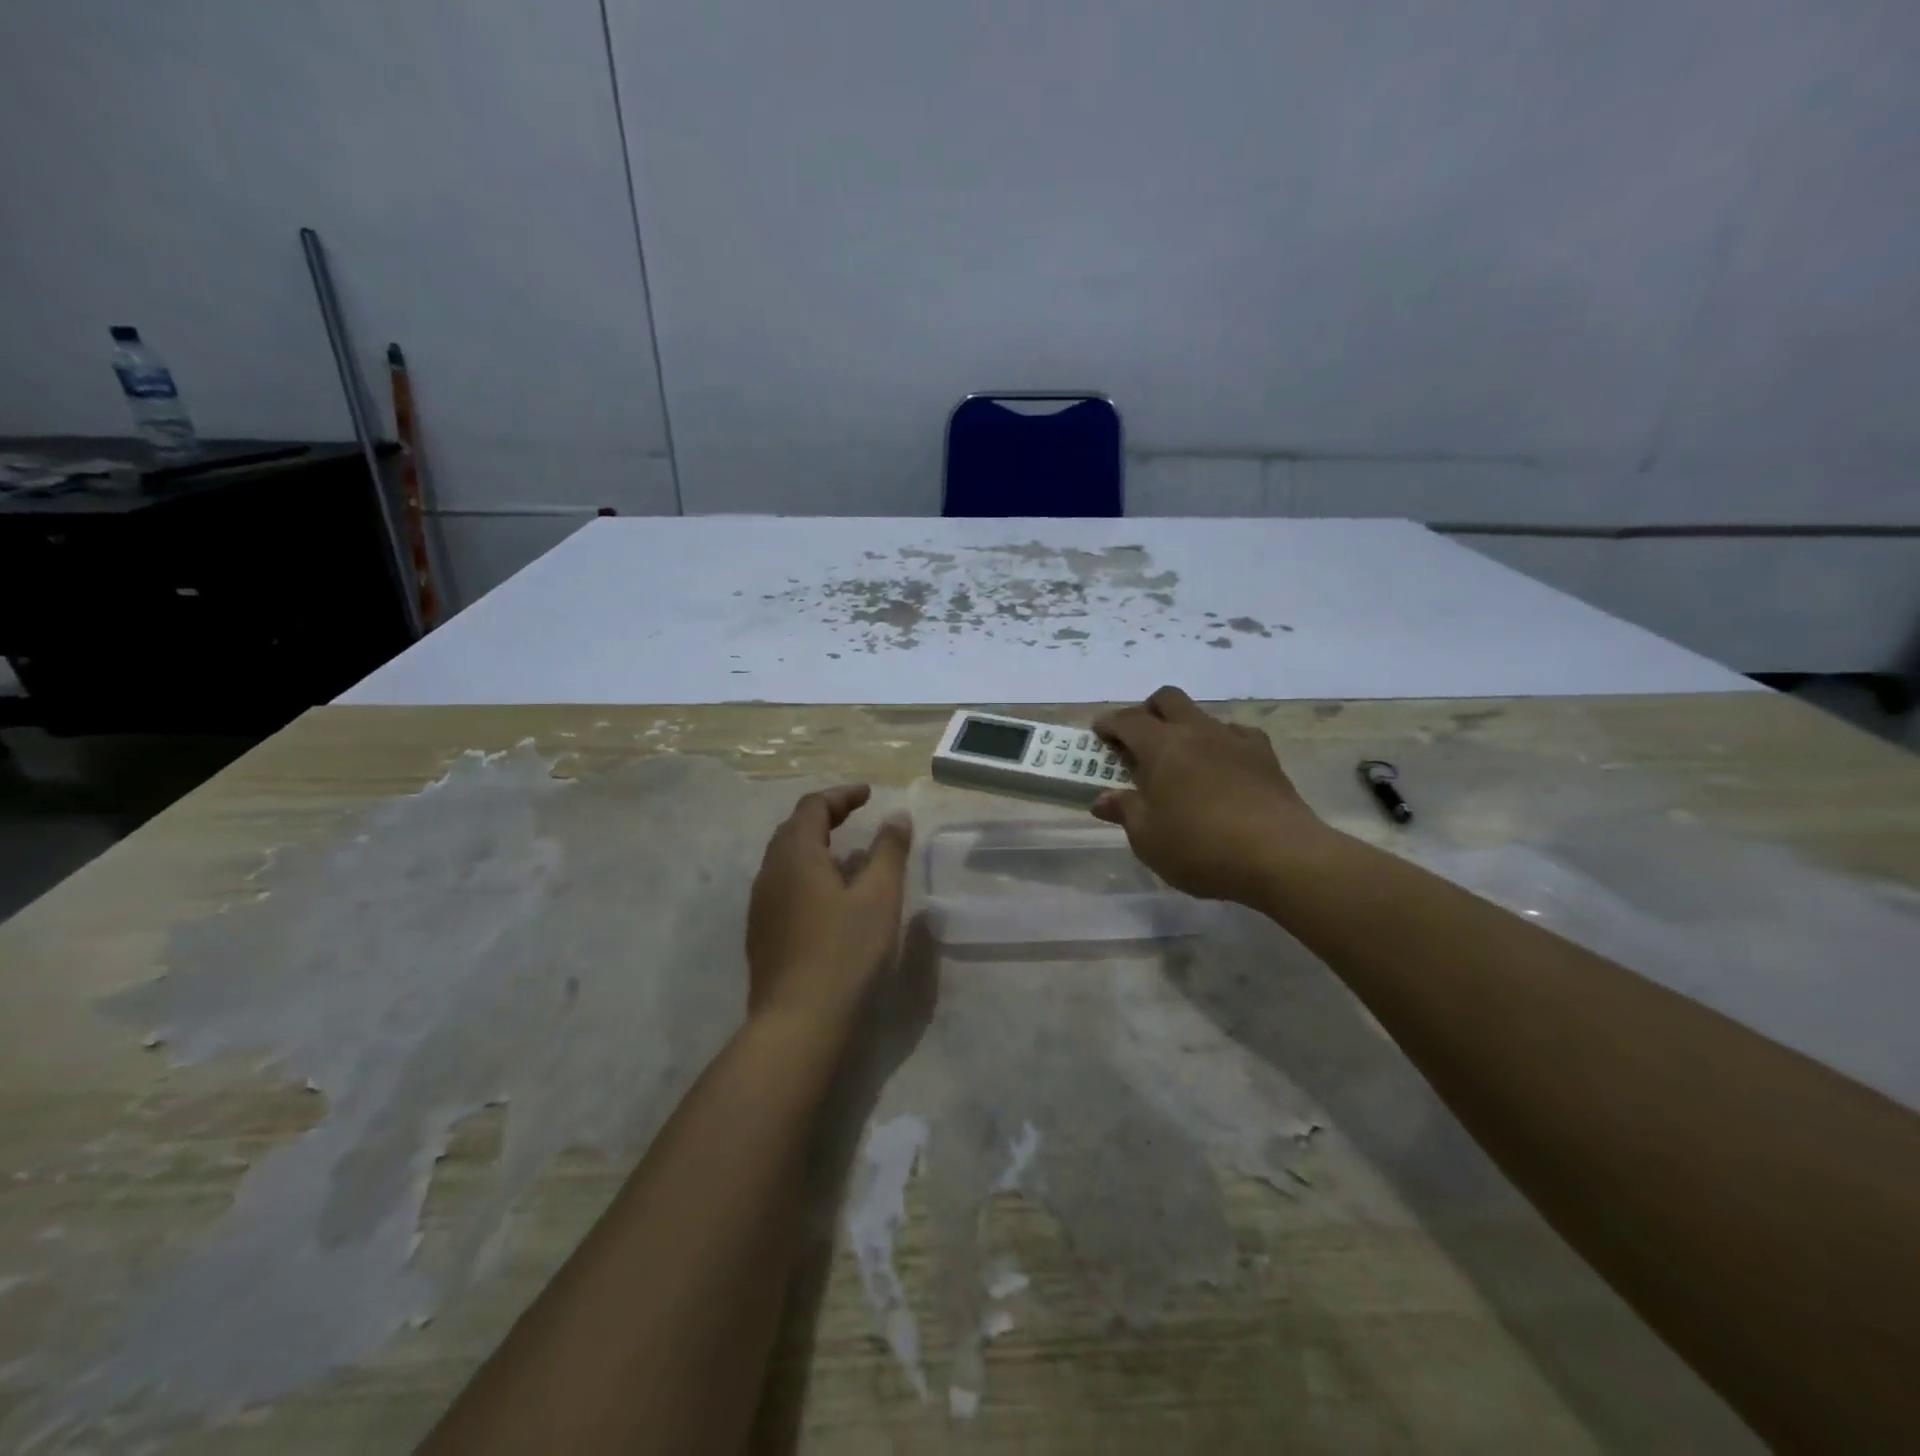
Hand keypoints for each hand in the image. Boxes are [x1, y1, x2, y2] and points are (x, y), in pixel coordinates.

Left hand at [747, 785, 912, 1024]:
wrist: (797, 1023)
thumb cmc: (844, 953)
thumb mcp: (879, 897)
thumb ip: (889, 851)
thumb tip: (896, 815)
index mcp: (796, 855)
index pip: (813, 807)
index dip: (842, 795)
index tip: (869, 794)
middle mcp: (770, 872)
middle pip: (794, 829)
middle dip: (826, 815)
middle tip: (856, 815)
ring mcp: (761, 905)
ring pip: (786, 859)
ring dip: (816, 845)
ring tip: (847, 853)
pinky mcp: (762, 933)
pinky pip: (784, 884)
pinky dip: (808, 872)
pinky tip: (829, 896)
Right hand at [1092, 686, 1326, 905]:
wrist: (1280, 855)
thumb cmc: (1200, 847)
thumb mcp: (1148, 839)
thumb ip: (1125, 812)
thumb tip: (1103, 800)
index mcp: (1162, 746)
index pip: (1127, 720)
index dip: (1109, 724)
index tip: (1099, 734)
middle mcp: (1197, 731)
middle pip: (1167, 699)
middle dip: (1147, 712)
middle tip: (1138, 740)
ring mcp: (1235, 740)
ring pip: (1202, 716)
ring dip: (1184, 729)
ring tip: (1180, 762)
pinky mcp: (1266, 756)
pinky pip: (1236, 735)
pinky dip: (1221, 745)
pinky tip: (1221, 770)